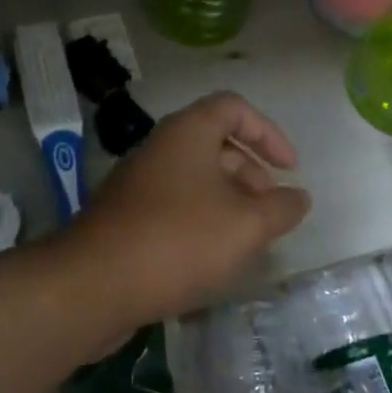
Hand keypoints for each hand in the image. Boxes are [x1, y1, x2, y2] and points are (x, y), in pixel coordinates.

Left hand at [64, 92, 310, 323]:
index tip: (290, 169)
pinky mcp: (125, 218)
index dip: (268, 133)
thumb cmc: (179, 241)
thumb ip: (281, 208)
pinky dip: (200, 222)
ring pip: (194, 180)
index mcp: (187, 133)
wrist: (94, 284)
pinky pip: (173, 207)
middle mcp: (159, 149)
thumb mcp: (247, 225)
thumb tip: (297, 197)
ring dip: (228, 202)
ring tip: (246, 241)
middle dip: (251, 174)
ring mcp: (137, 184)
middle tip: (269, 212)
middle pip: (215, 145)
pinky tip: (211, 259)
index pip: (233, 107)